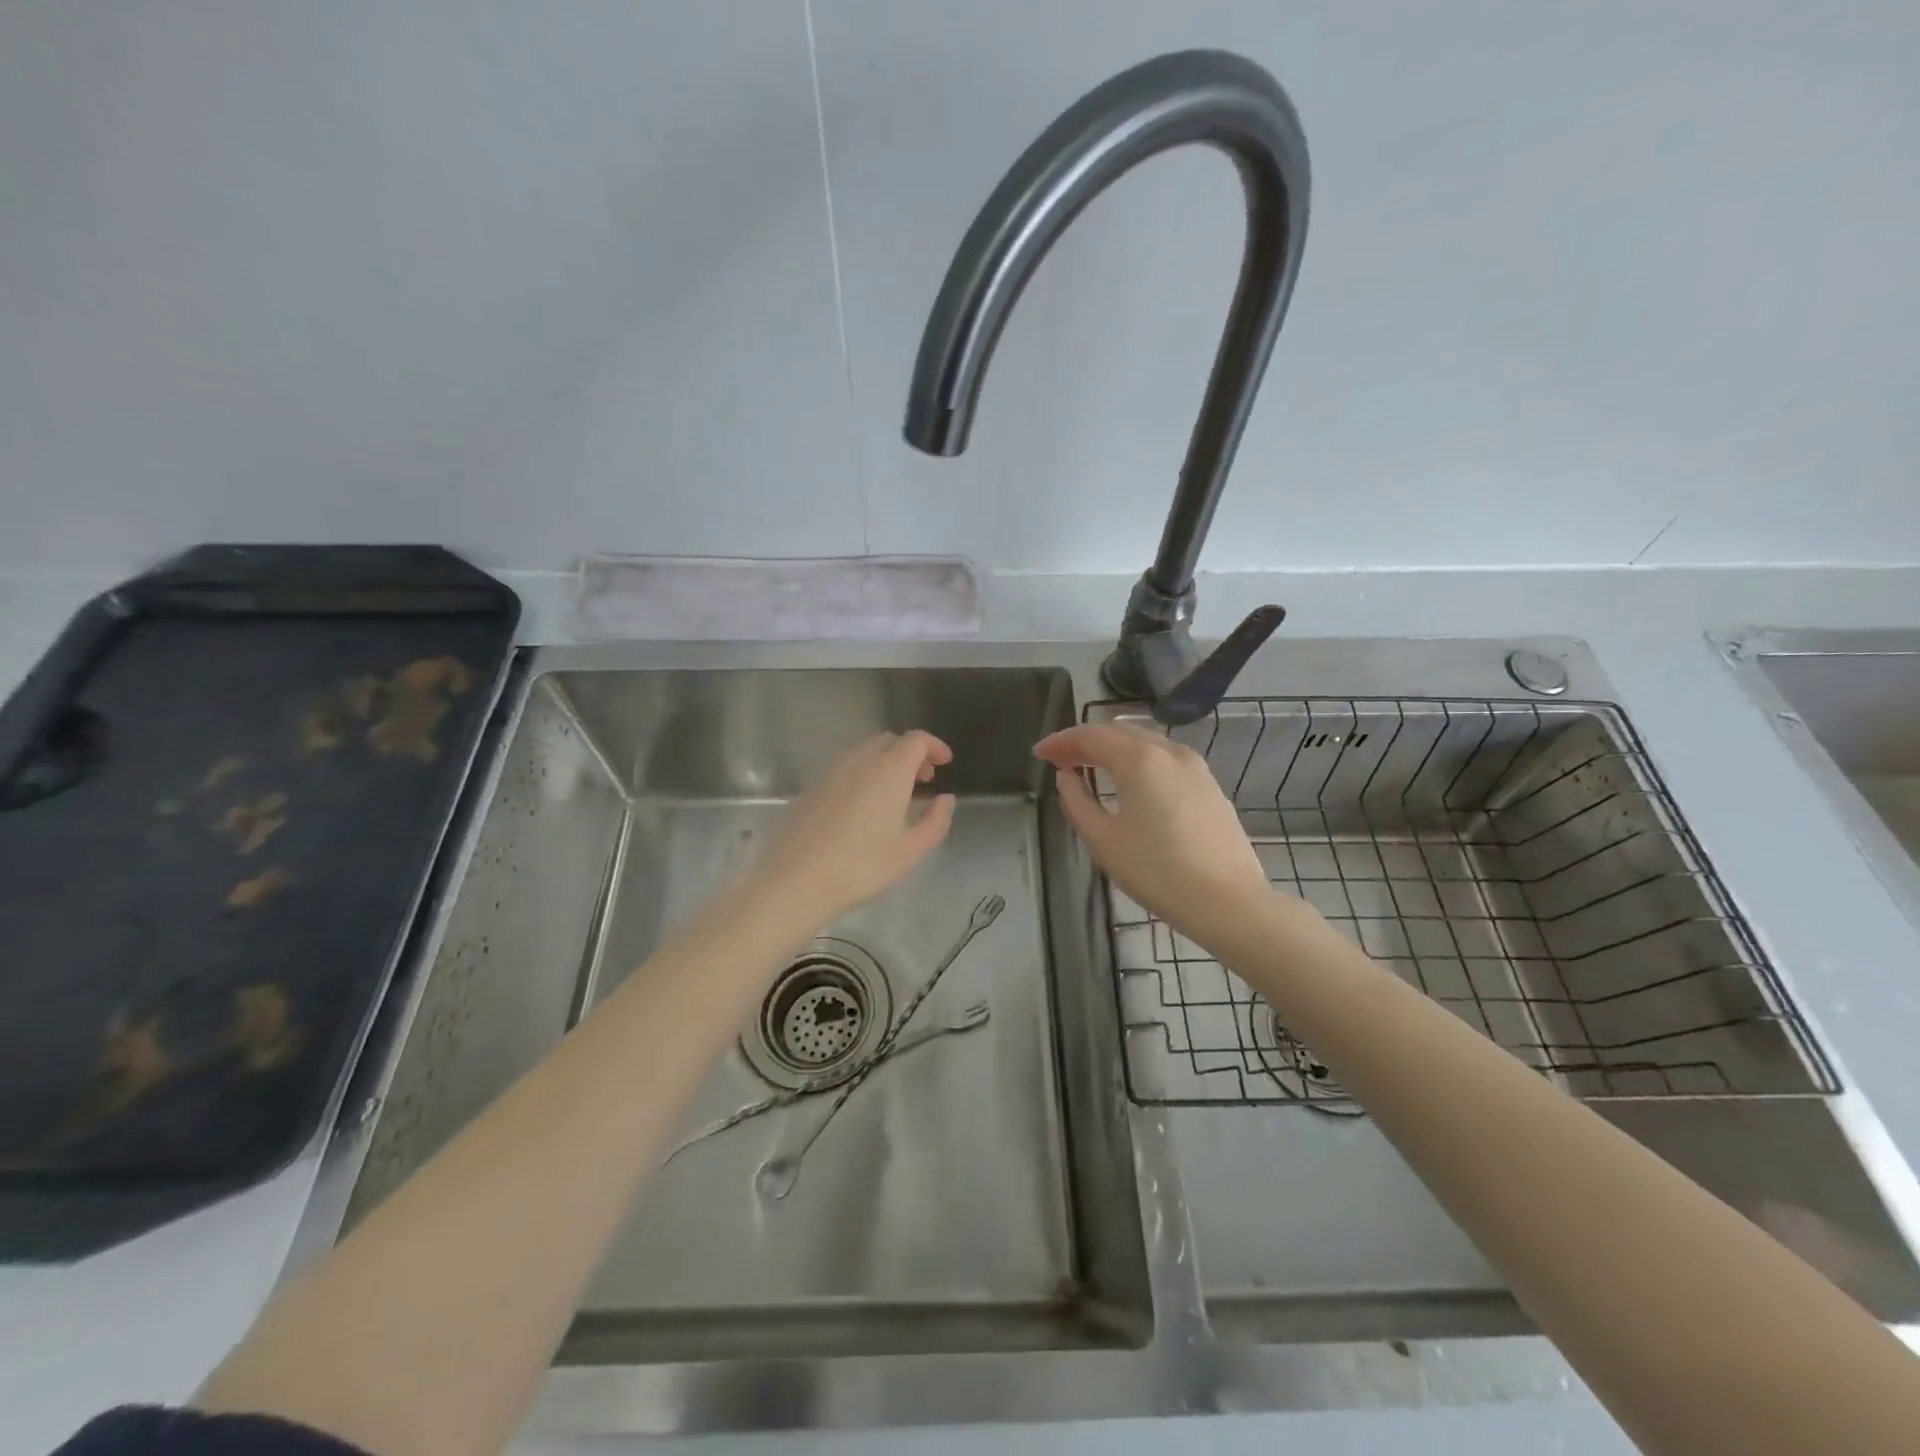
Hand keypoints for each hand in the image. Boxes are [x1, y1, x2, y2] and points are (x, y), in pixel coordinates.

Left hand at [752, 731, 956, 925]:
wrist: (796, 880)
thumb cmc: (862, 866)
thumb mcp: (911, 850)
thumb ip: (936, 820)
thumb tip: (945, 799)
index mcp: (888, 770)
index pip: (916, 740)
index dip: (934, 746)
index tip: (945, 762)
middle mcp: (859, 761)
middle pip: (889, 741)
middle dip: (911, 753)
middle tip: (923, 779)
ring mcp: (830, 772)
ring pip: (864, 752)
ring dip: (885, 762)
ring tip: (895, 793)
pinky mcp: (811, 788)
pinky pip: (845, 768)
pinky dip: (863, 773)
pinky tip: (863, 805)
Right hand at [1035, 722, 1274, 949]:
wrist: (1229, 902)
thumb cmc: (1158, 872)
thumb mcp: (1104, 840)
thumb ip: (1077, 801)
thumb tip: (1067, 777)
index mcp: (1139, 759)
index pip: (1090, 735)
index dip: (1060, 742)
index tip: (1039, 754)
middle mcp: (1168, 750)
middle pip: (1118, 731)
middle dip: (1084, 741)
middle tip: (1059, 760)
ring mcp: (1194, 765)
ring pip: (1144, 741)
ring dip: (1112, 748)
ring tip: (1089, 768)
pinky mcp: (1209, 783)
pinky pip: (1163, 757)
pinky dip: (1137, 759)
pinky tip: (1127, 781)